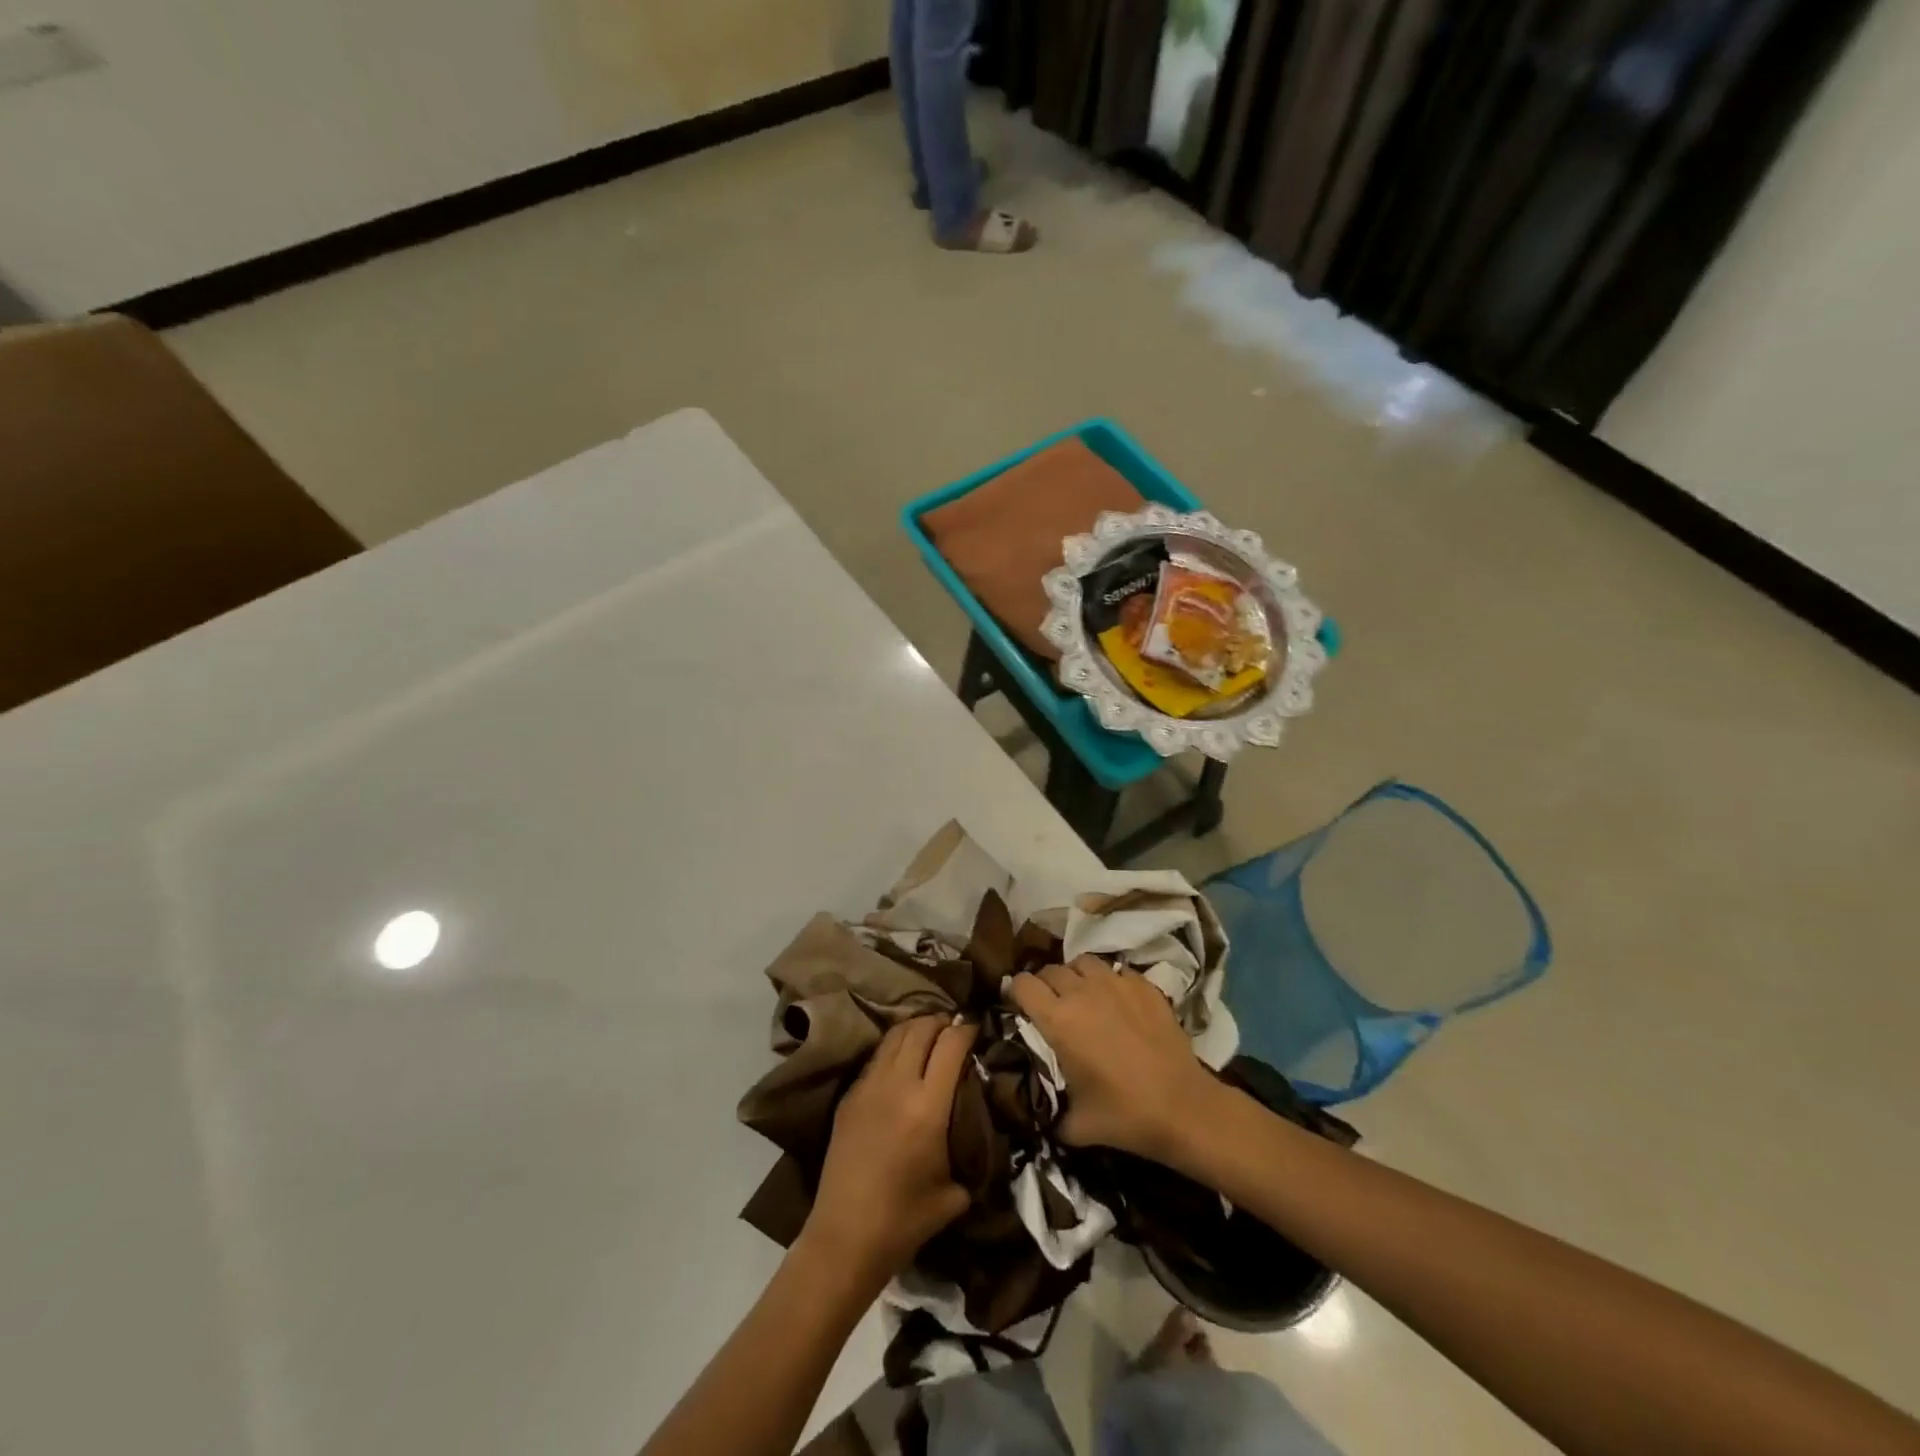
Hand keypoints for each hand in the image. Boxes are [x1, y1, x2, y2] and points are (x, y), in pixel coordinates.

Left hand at [800, 1017, 977, 1288]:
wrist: (844, 1237)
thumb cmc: (905, 1220)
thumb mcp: (955, 1193)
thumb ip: (971, 1155)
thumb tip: (984, 1136)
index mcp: (928, 1106)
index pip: (951, 1044)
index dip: (967, 1029)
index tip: (977, 1028)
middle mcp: (898, 1085)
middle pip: (920, 1028)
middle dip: (941, 1021)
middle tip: (954, 1028)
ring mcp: (868, 1086)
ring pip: (894, 1035)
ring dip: (915, 1028)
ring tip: (929, 1035)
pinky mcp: (849, 1096)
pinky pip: (876, 1057)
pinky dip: (894, 1048)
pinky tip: (902, 1061)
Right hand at [1009, 958, 1219, 1161]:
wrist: (1183, 1107)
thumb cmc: (1124, 1116)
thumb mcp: (1073, 1124)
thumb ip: (1047, 1108)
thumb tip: (1034, 1109)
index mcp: (1058, 1020)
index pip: (1022, 984)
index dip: (1015, 992)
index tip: (1017, 1005)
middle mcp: (1082, 992)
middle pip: (1050, 969)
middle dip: (1044, 984)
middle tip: (1050, 1005)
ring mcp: (1116, 983)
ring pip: (1082, 962)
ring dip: (1076, 976)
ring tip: (1082, 995)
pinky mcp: (1144, 985)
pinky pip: (1116, 970)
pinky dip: (1109, 981)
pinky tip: (1116, 1001)